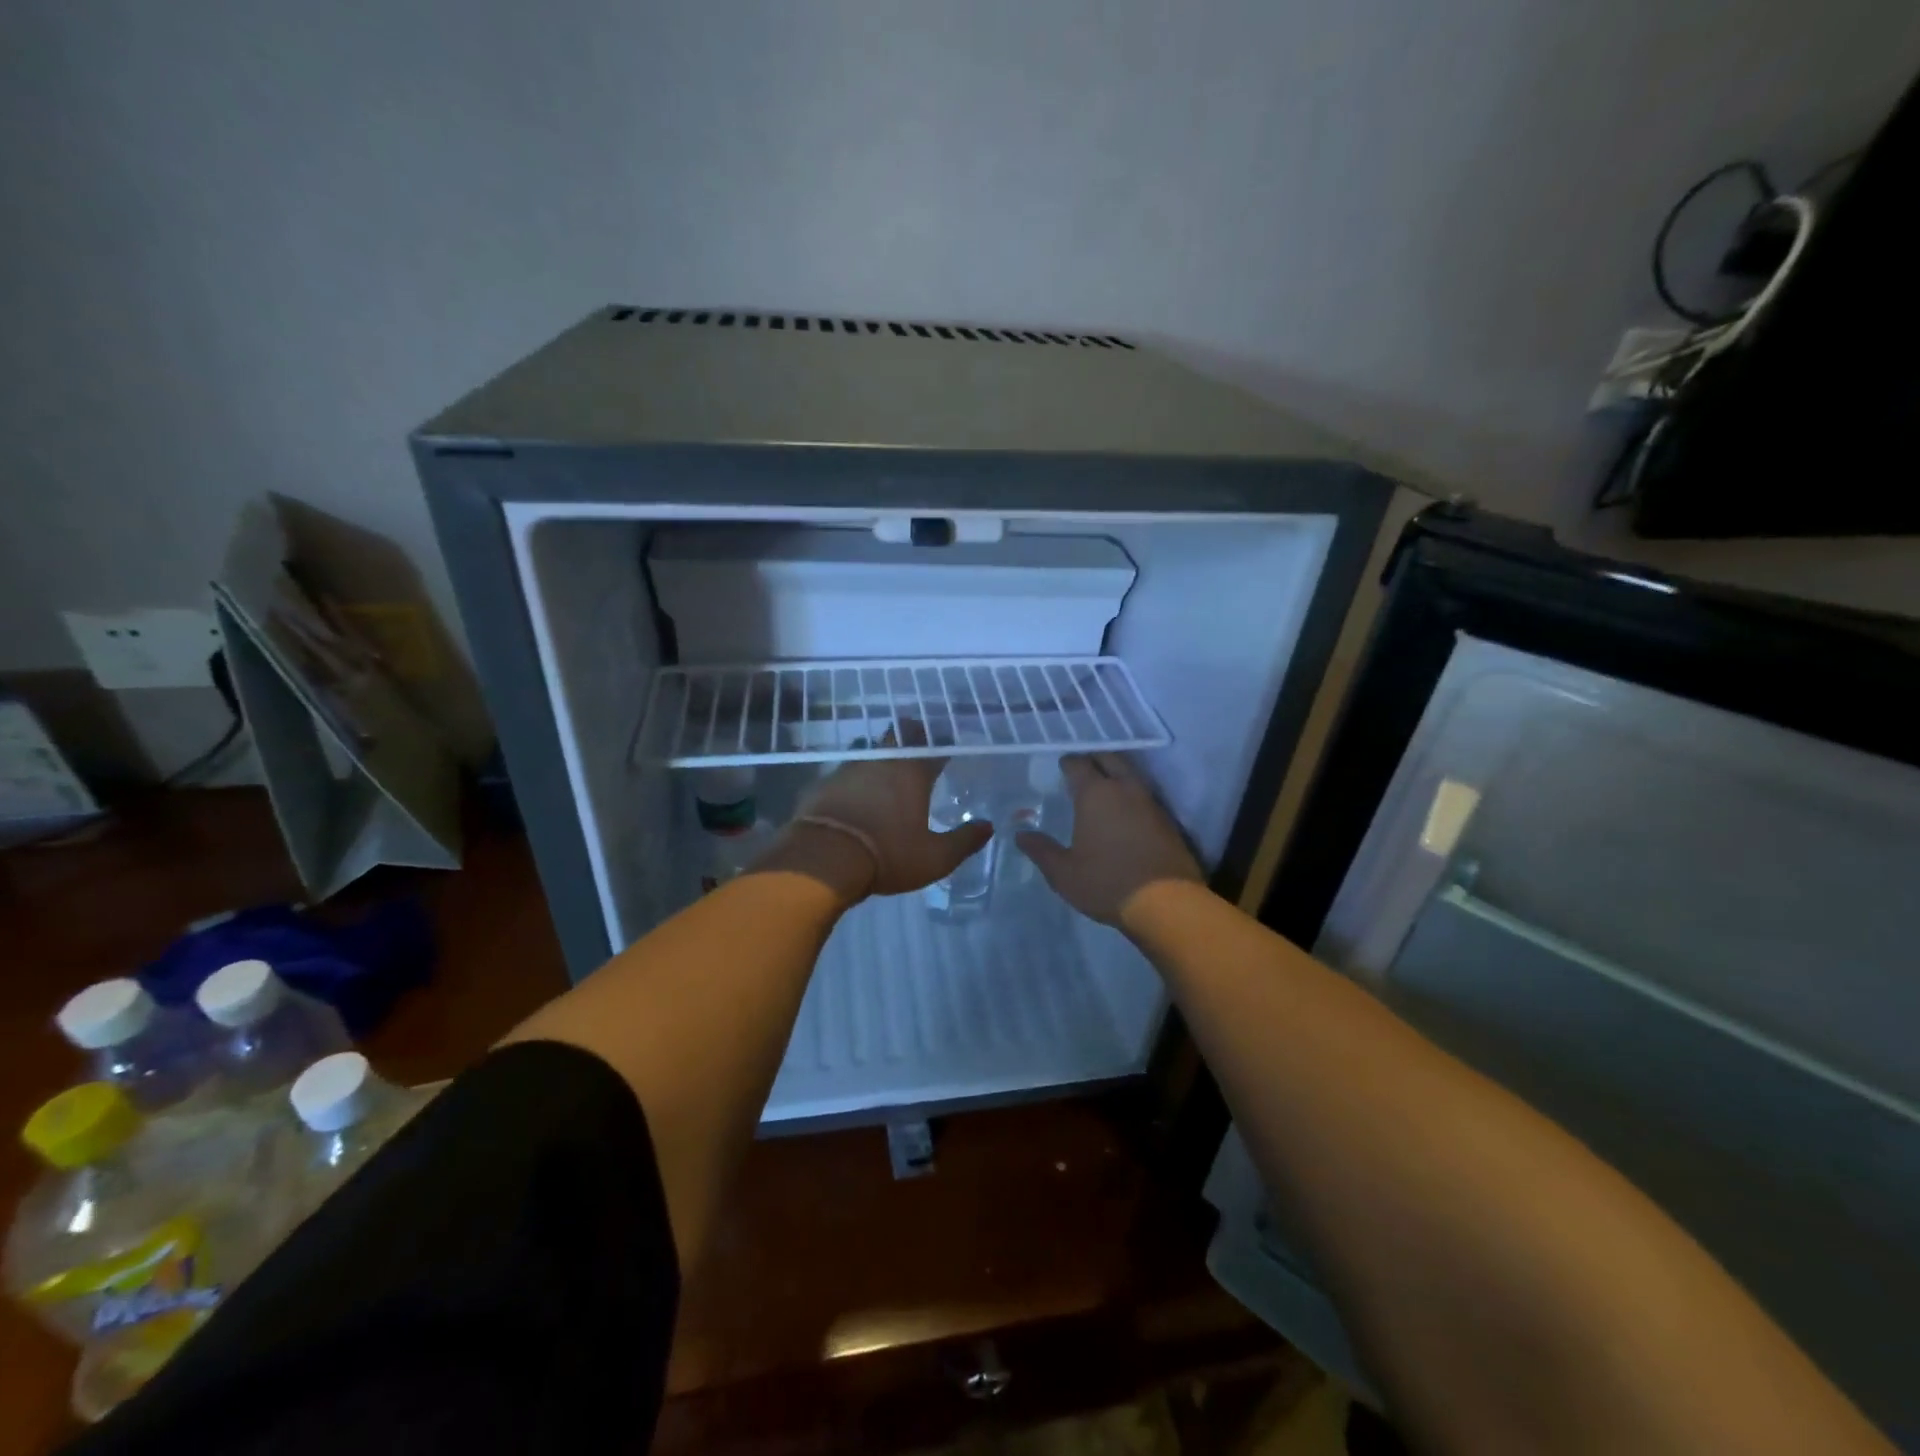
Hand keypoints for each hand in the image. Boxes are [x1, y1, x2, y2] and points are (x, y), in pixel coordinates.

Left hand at [758, 749, 993, 903]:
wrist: (823, 858)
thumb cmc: (887, 855)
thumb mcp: (935, 857)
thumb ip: (964, 841)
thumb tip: (988, 827)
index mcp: (913, 773)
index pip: (933, 749)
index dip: (942, 746)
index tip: (946, 747)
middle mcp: (882, 762)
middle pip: (898, 738)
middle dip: (909, 738)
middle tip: (917, 746)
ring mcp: (849, 769)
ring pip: (869, 753)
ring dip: (880, 759)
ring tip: (886, 773)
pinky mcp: (823, 784)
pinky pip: (844, 775)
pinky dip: (854, 782)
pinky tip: (854, 795)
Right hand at [1016, 753, 1202, 926]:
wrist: (1167, 904)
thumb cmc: (1107, 883)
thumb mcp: (1064, 873)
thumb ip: (1041, 850)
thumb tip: (1021, 835)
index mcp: (1096, 794)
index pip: (1079, 764)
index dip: (1068, 762)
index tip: (1061, 766)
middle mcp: (1125, 789)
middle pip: (1110, 759)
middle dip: (1094, 759)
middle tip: (1082, 769)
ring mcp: (1151, 803)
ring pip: (1131, 775)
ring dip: (1116, 775)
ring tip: (1102, 788)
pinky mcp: (1169, 820)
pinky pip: (1145, 796)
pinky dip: (1132, 796)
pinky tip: (1125, 813)